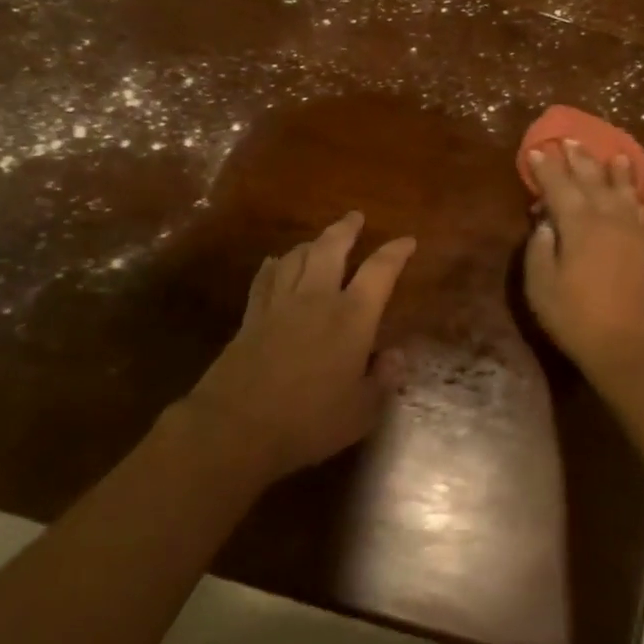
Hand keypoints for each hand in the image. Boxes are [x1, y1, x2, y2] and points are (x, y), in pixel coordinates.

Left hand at [185, 212, 415, 480]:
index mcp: (352, 317)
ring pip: (296, 257)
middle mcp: (316, 298)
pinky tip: (275, 263)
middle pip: (331, 249)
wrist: (237, 427)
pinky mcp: (251, 318)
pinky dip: (274, 266)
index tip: (407, 240)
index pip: (380, 272)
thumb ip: (383, 381)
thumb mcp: (362, 411)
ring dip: (311, 243)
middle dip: (346, 229)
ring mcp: (279, 304)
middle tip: (355, 216)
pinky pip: (265, 279)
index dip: (395, 252)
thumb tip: (396, 357)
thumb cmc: (309, 421)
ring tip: (319, 240)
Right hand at [524, 141, 643, 383]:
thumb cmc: (578, 318)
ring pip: (625, 191)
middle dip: (579, 160)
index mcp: (579, 224)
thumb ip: (540, 249)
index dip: (546, 168)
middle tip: (569, 140)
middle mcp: (610, 219)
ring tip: (613, 154)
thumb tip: (545, 222)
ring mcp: (635, 232)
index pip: (559, 187)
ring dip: (616, 171)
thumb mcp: (542, 286)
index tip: (536, 150)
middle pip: (593, 181)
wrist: (633, 348)